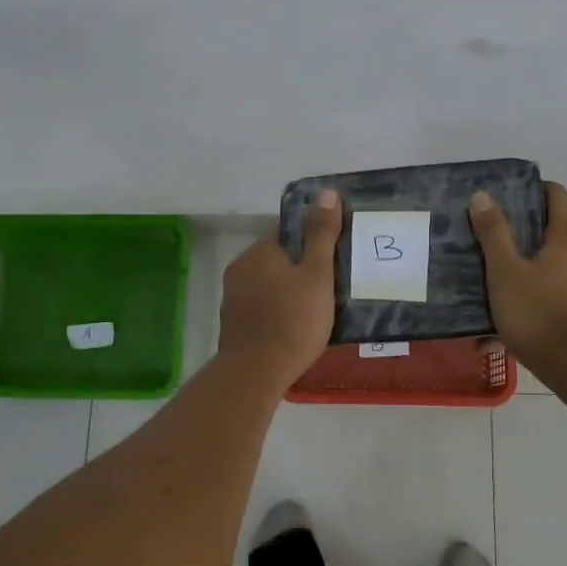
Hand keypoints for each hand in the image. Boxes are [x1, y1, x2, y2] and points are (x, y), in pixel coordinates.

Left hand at [217, 189, 341, 385]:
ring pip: (268, 285)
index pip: (288, 233)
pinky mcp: (233, 324)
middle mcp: (240, 268)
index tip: (333, 259)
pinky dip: (277, 312)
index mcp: (259, 251)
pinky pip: (261, 308)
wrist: (256, 373)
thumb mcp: (317, 274)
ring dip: (288, 292)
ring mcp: (233, 298)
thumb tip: (326, 193)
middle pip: (277, 260)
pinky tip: (295, 328)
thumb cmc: (293, 320)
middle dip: (300, 269)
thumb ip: (321, 234)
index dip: (312, 242)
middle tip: (330, 287)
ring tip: (316, 310)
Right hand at [468, 182, 566, 375]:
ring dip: (523, 269)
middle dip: (520, 232)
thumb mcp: (506, 271)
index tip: (501, 196)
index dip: (529, 190)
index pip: (554, 194)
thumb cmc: (540, 312)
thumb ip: (494, 233)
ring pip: (551, 266)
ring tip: (489, 280)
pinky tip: (500, 326)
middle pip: (552, 230)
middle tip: (486, 237)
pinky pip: (553, 295)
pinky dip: (530, 299)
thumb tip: (483, 196)